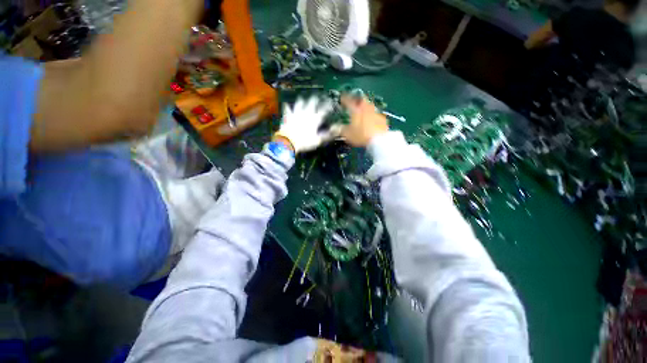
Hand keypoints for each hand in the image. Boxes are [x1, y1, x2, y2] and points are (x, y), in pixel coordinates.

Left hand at [275, 96, 338, 153]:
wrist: (288, 141)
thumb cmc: (305, 142)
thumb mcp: (318, 140)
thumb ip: (327, 134)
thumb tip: (337, 130)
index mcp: (315, 119)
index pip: (324, 110)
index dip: (328, 106)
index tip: (331, 103)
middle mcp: (306, 113)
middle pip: (312, 102)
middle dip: (316, 99)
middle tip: (318, 97)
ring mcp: (296, 113)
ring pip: (300, 103)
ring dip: (302, 100)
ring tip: (303, 98)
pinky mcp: (288, 116)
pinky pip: (287, 109)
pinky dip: (287, 107)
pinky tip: (287, 104)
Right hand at [341, 96, 388, 146]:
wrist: (379, 140)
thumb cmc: (360, 136)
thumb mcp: (347, 135)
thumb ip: (340, 130)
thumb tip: (333, 128)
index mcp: (356, 109)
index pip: (348, 101)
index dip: (344, 99)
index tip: (341, 98)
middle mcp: (366, 108)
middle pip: (361, 100)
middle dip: (357, 101)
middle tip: (354, 104)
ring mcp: (375, 112)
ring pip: (369, 106)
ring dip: (365, 107)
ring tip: (363, 112)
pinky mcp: (383, 119)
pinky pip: (376, 114)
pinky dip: (372, 116)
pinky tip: (371, 121)